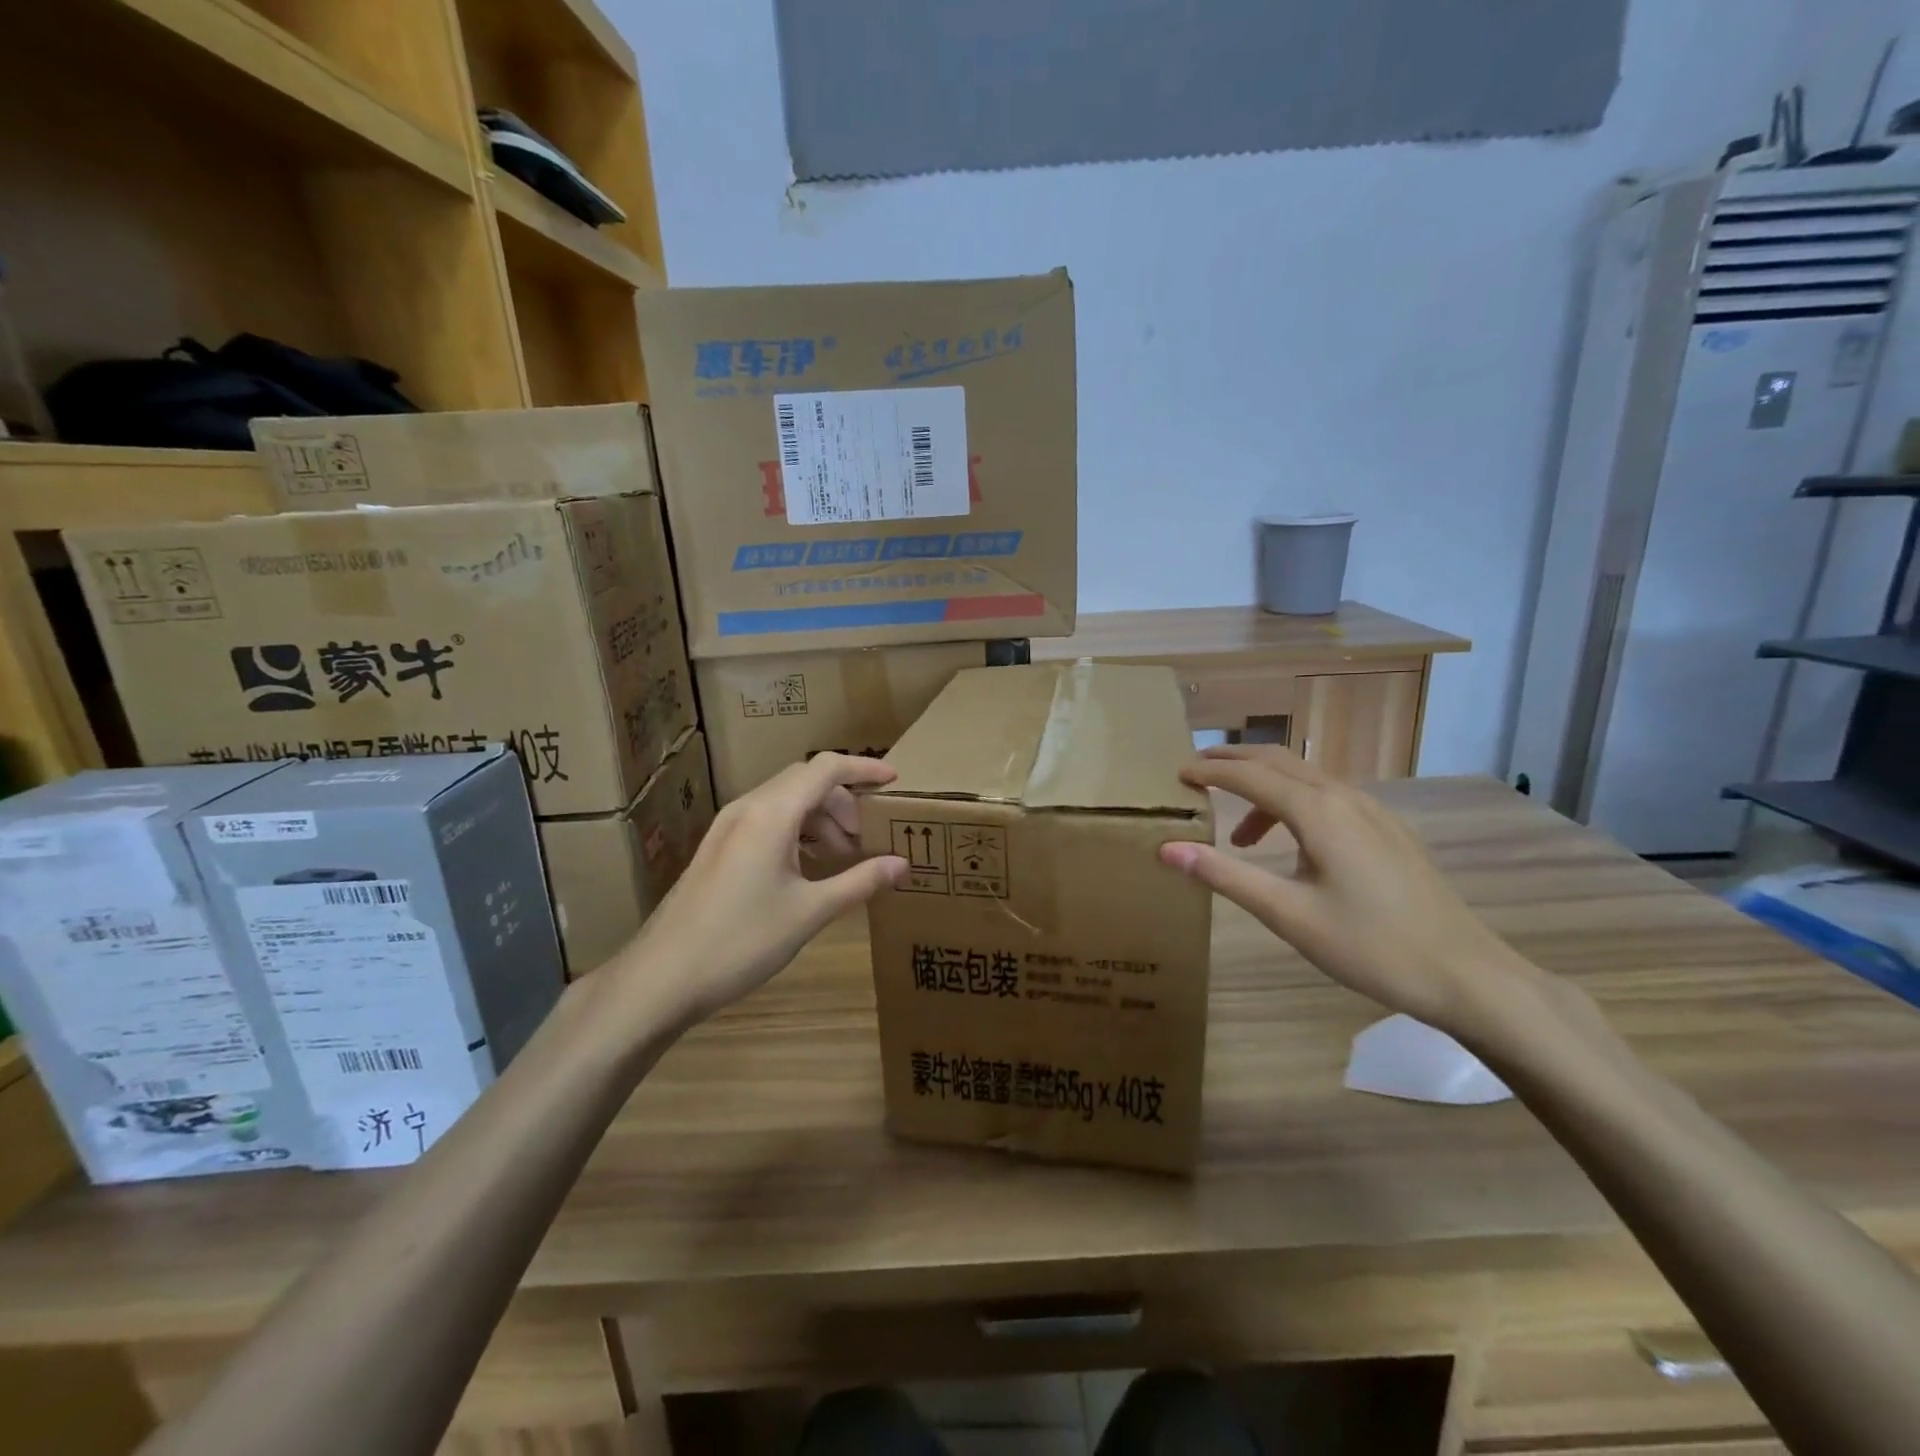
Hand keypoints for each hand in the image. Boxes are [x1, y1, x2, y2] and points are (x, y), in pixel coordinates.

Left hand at [613, 754, 906, 1023]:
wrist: (662, 976)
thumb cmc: (742, 941)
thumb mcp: (809, 912)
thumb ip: (859, 882)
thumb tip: (902, 865)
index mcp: (772, 814)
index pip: (826, 768)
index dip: (864, 769)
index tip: (895, 781)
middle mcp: (748, 808)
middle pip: (806, 780)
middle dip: (844, 800)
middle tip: (868, 836)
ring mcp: (728, 827)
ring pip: (785, 800)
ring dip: (820, 817)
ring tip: (842, 855)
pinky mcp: (718, 847)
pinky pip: (767, 820)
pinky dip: (797, 830)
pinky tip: (807, 867)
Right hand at [1159, 745, 1541, 1038]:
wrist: (1468, 975)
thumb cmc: (1370, 946)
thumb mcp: (1287, 914)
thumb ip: (1225, 875)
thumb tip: (1166, 848)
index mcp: (1318, 811)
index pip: (1248, 776)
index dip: (1208, 771)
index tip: (1175, 774)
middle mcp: (1344, 797)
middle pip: (1278, 761)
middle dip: (1233, 761)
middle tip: (1195, 771)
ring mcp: (1373, 811)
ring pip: (1306, 778)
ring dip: (1264, 786)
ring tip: (1238, 834)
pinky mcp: (1389, 830)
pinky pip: (1328, 796)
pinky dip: (1293, 803)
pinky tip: (1293, 845)